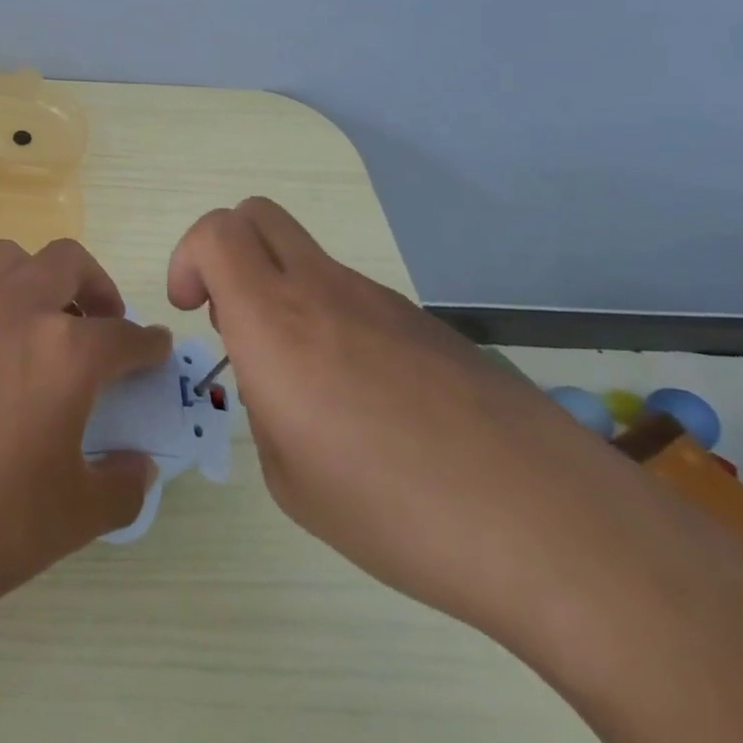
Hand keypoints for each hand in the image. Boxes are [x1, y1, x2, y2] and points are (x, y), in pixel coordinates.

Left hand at [0, 238, 172, 606]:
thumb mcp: (79, 514)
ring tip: (41, 323)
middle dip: (95, 285)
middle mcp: (13, 312)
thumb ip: (124, 483)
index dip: (148, 345)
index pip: (124, 335)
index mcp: (64, 350)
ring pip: (7, 261)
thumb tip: (138, 464)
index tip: (154, 351)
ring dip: (35, 279)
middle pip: (66, 261)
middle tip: (100, 321)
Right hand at [167, 198, 641, 639]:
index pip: (215, 232)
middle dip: (225, 252)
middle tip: (234, 319)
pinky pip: (355, 297)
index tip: (195, 312)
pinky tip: (371, 404)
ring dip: (282, 292)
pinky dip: (333, 322)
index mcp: (276, 321)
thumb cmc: (397, 511)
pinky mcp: (427, 324)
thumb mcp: (291, 481)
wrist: (554, 527)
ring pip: (306, 258)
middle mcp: (323, 291)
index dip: (188, 259)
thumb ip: (265, 411)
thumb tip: (278, 385)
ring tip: (309, 384)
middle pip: (257, 215)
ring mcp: (382, 301)